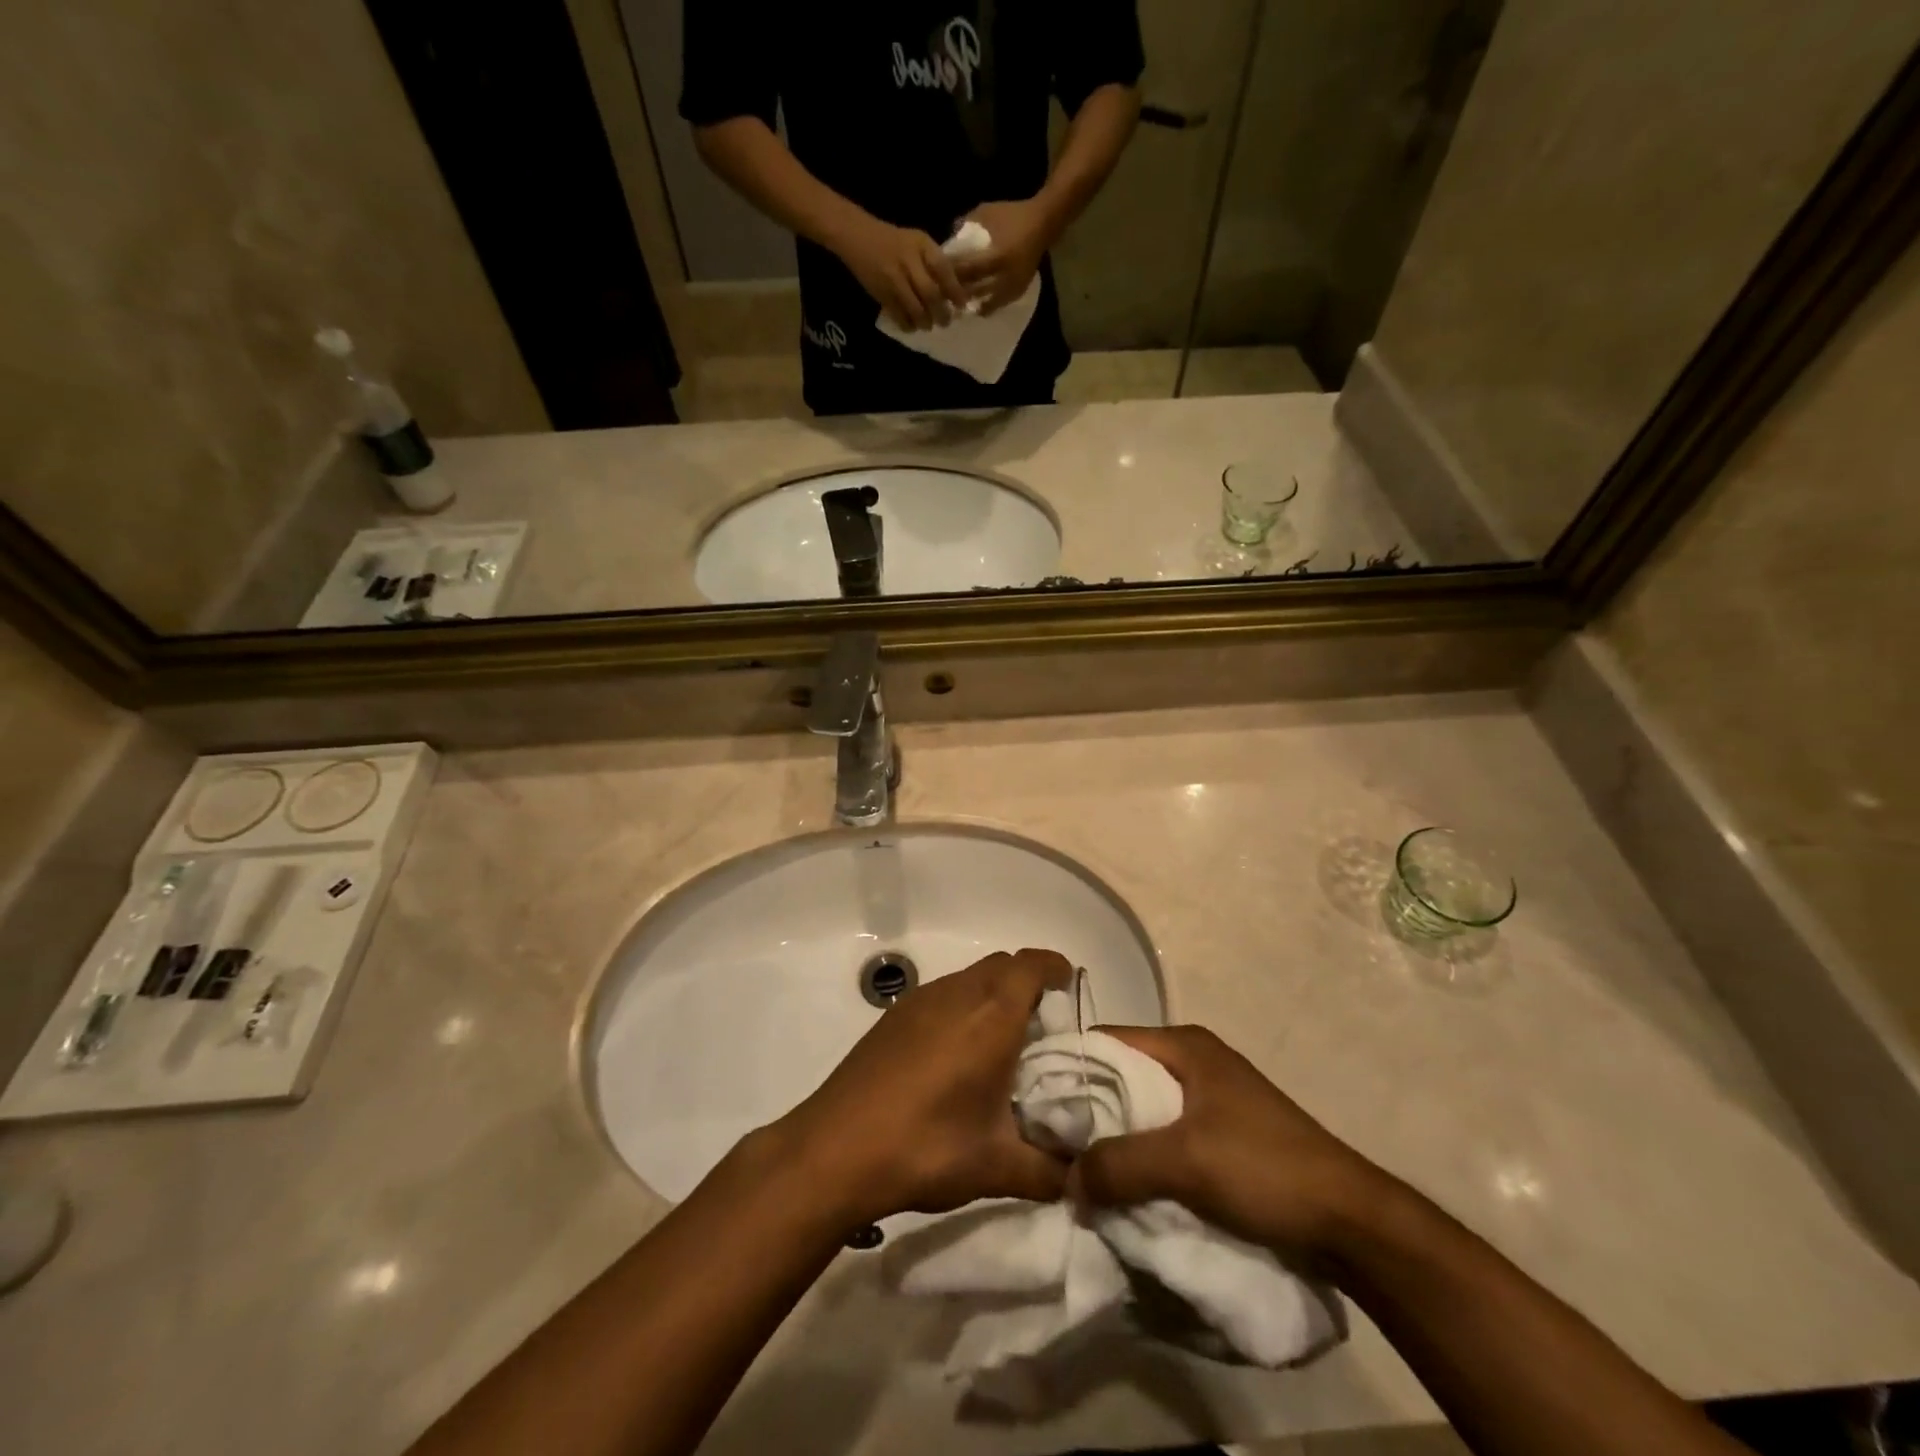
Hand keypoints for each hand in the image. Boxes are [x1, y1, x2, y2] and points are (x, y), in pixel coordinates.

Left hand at [774, 950, 1073, 1226]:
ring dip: (993, 994)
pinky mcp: (894, 1016)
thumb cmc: (925, 1147)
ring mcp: (920, 1000)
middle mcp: (957, 994)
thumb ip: (1050, 1172)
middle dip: (1029, 982)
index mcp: (991, 1016)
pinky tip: (956, 1056)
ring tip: (1001, 1044)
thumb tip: (1080, 1180)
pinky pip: (943, 993)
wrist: (835, 1149)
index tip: (1071, 988)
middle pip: (1003, 965)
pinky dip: (963, 1006)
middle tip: (1043, 1026)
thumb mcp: (996, 1168)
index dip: (1055, 968)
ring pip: (970, 977)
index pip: (1031, 965)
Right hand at [832, 214, 967, 330]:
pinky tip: (911, 326)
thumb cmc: (893, 241)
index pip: (943, 269)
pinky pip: (899, 315)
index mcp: (921, 245)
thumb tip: (954, 289)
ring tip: (928, 325)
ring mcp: (893, 278)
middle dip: (941, 312)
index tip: (962, 305)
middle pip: (930, 293)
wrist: (857, 237)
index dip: (955, 290)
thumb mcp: (916, 242)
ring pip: (915, 308)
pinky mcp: (881, 293)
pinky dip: (908, 324)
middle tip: (946, 322)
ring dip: (925, 322)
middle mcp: (908, 260)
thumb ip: (933, 261)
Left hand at [955, 199, 1057, 313]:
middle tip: (945, 295)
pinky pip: (999, 304)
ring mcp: (1013, 286)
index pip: (969, 270)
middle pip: (976, 290)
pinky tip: (976, 307)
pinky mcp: (1018, 291)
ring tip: (958, 305)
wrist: (1043, 223)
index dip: (953, 275)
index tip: (939, 276)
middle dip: (960, 293)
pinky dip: (987, 307)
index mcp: (997, 256)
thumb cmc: (1013, 215)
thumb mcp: (988, 212)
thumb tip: (948, 236)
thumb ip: (967, 223)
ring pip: (987, 303)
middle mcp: (1005, 276)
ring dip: (972, 304)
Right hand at [1071, 1025, 1397, 1258]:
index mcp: (1184, 1045)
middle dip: (1088, 1109)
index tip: (1032, 1099)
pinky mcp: (1221, 1134)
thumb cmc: (1265, 1168)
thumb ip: (1120, 1165)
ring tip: (1078, 1168)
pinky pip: (1164, 1135)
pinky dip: (1141, 1155)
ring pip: (1142, 1109)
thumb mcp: (1185, 1162)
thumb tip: (1066, 1181)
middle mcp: (1193, 1061)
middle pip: (1122, 1075)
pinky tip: (1122, 1183)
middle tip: (1051, 1142)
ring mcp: (1209, 1097)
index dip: (1068, 1066)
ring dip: (1115, 1138)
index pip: (1107, 1040)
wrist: (1352, 1222)